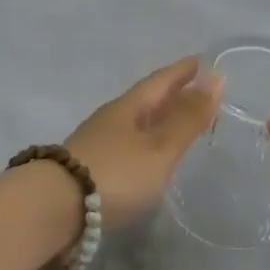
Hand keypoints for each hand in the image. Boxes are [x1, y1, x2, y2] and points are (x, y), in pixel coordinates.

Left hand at [65, 57, 222, 227]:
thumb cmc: (115, 173)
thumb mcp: (160, 147)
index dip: (183, 71)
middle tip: (197, 89)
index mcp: (129, 106)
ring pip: (136, 122)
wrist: (54, 208)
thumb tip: (216, 76)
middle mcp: (112, 118)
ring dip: (158, 119)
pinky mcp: (90, 168)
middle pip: (147, 99)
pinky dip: (146, 142)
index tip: (202, 60)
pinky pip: (127, 144)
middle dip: (172, 93)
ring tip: (179, 122)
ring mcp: (98, 142)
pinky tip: (149, 156)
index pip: (161, 80)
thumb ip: (187, 118)